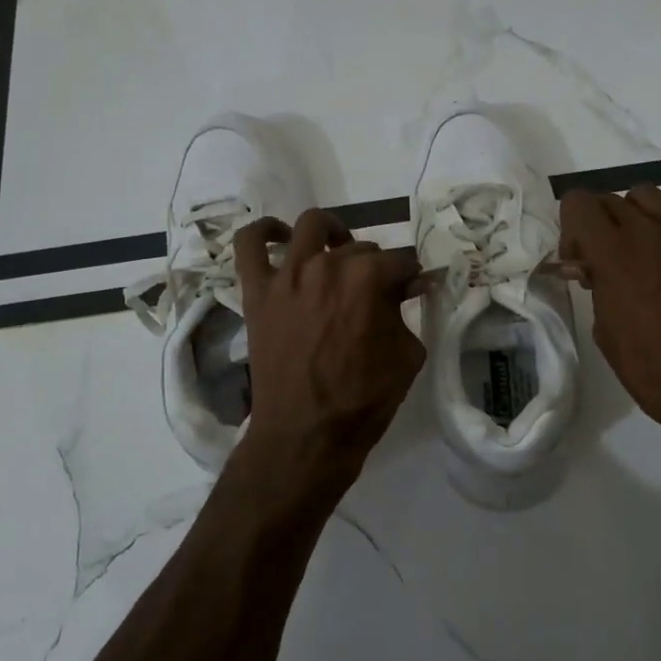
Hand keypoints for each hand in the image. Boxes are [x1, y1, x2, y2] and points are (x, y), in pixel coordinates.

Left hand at [233, 208, 426, 504]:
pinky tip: (279, 237)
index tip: (412, 290)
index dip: (411, 276)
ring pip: (312, 226)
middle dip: (376, 266)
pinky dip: (263, 231)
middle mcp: (327, 265)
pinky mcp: (257, 290)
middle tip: (377, 293)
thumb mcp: (406, 356)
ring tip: (337, 253)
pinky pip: (249, 243)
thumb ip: (408, 313)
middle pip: (361, 247)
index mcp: (369, 279)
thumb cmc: (362, 401)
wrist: (305, 434)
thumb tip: (412, 285)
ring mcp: (288, 275)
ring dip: (331, 234)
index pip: (401, 261)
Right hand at [560, 185, 660, 459]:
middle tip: (599, 265)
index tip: (576, 263)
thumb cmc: (652, 370)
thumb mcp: (605, 332)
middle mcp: (647, 232)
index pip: (578, 202)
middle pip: (609, 199)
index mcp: (613, 253)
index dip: (569, 227)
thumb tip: (592, 272)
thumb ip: (596, 289)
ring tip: (634, 253)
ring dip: (632, 217)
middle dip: (596, 225)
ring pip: (647, 196)